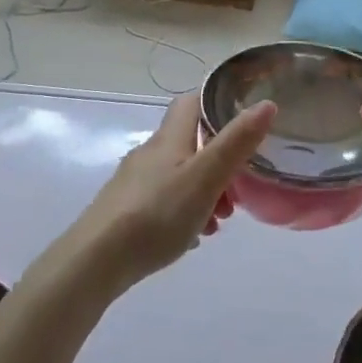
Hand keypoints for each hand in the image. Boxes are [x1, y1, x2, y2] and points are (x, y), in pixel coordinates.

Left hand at [60, 93, 276, 291]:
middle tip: (240, 185)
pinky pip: (165, 200)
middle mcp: (150, 154)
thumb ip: (237, 142)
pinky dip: (186, 210)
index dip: (216, 102)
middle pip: (190, 142)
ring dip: (206, 189)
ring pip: (179, 174)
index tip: (243, 117)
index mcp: (169, 139)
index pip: (191, 102)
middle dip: (219, 158)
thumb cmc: (157, 213)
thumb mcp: (205, 177)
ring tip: (220, 219)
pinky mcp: (126, 210)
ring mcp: (135, 183)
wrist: (95, 260)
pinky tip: (193, 236)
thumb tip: (266, 104)